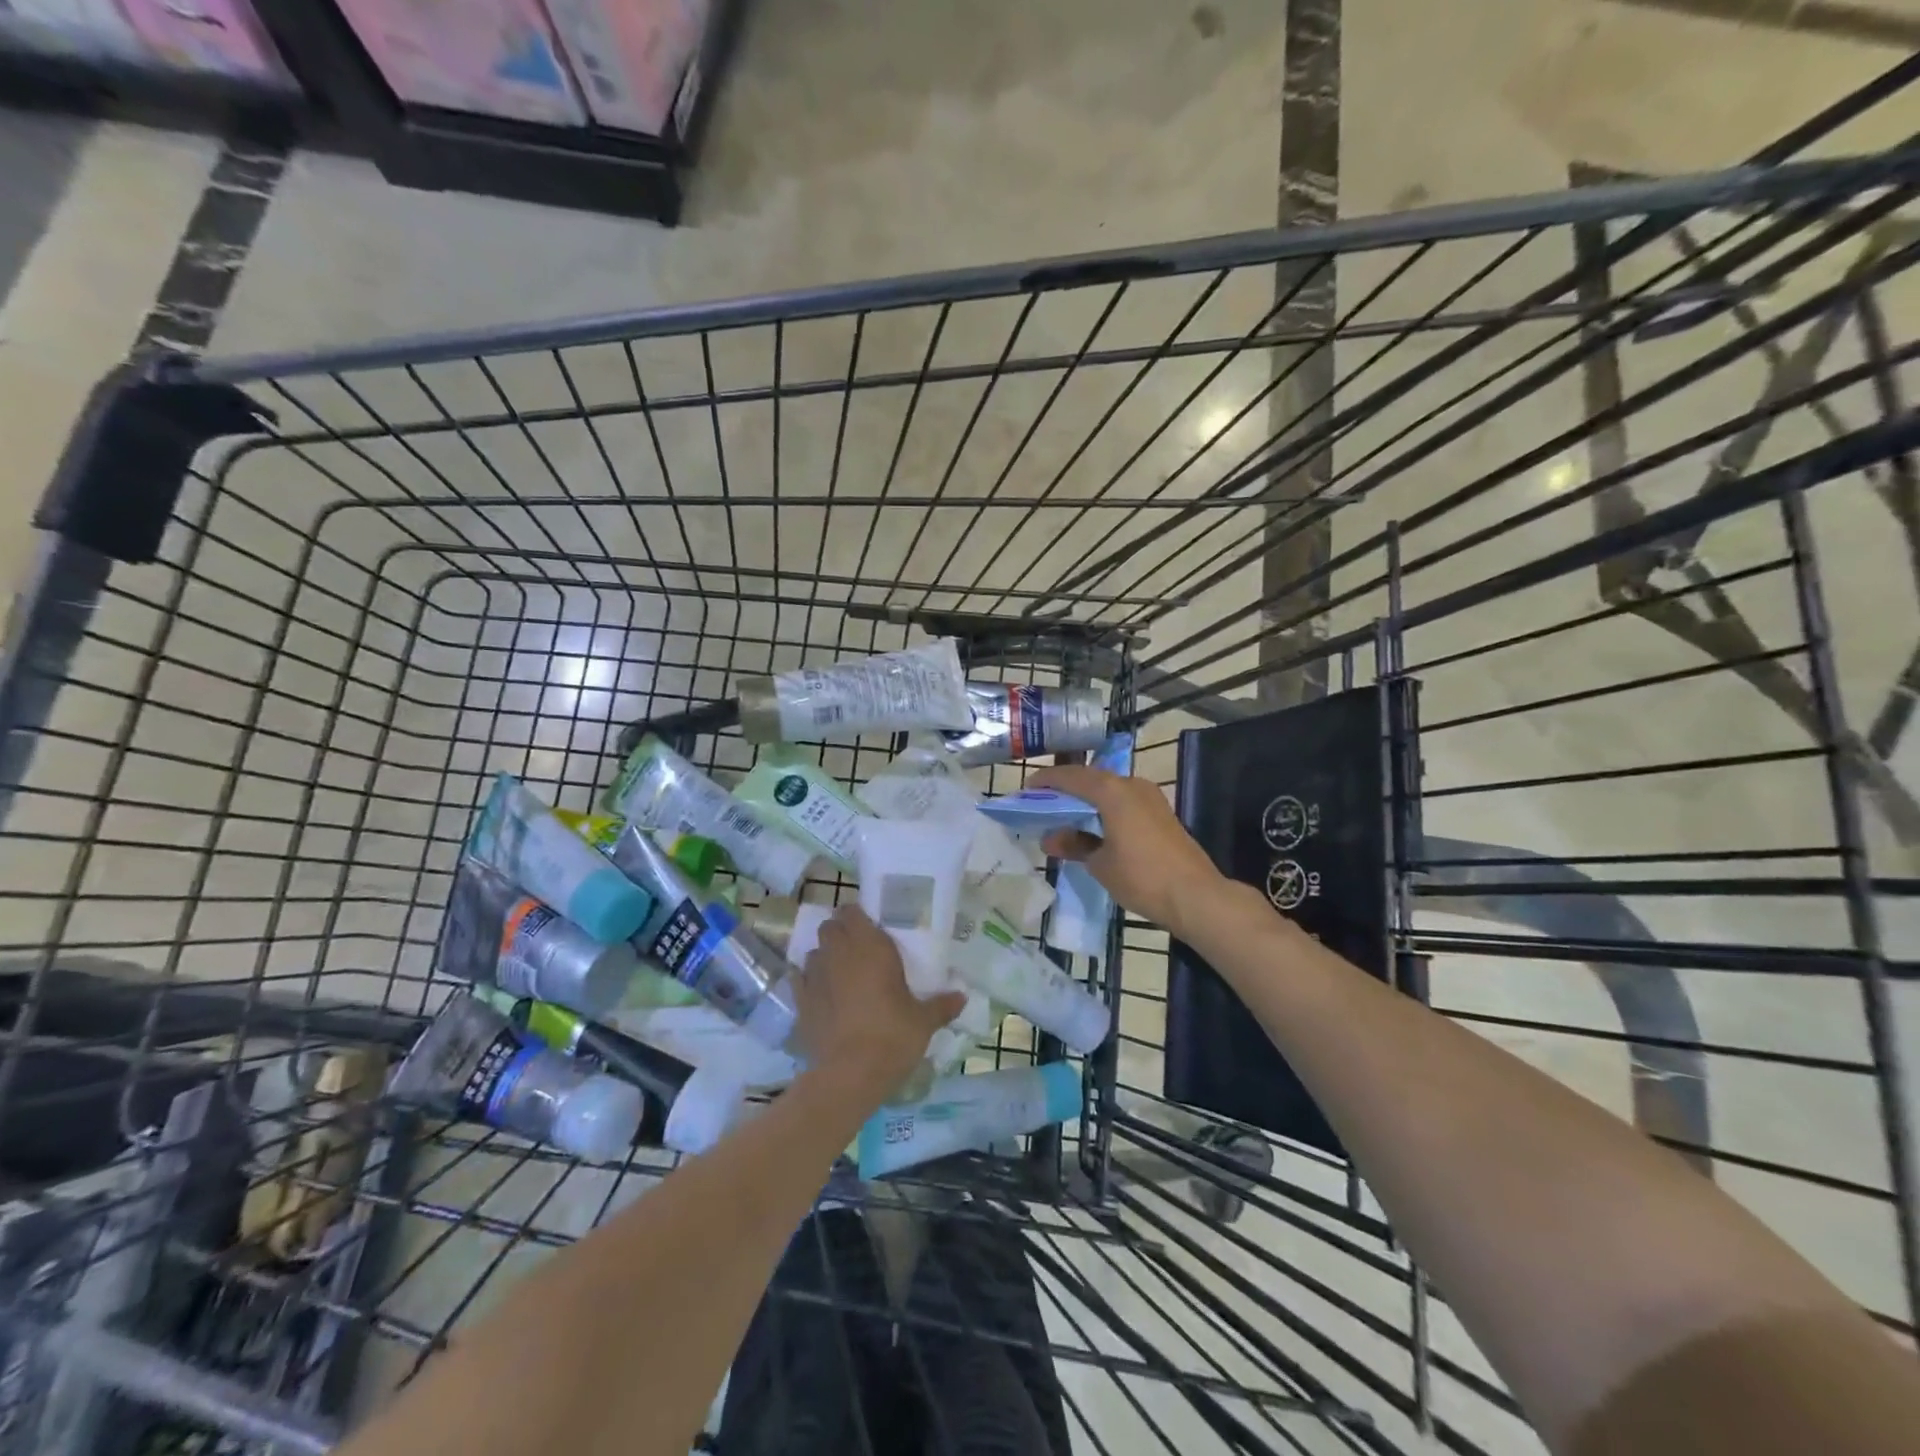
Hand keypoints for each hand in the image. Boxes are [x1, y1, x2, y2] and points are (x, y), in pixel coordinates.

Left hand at [794, 905, 966, 1094]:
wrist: (849, 1075)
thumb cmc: (892, 1037)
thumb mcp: (923, 1022)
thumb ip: (942, 1005)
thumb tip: (962, 997)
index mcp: (869, 946)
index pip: (852, 911)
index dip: (858, 917)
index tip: (870, 928)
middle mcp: (839, 953)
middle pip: (830, 926)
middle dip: (840, 933)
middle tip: (857, 950)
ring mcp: (815, 976)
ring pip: (814, 951)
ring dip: (824, 956)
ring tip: (839, 972)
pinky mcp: (800, 1001)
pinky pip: (799, 978)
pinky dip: (806, 980)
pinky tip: (818, 992)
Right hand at [1028, 764, 1224, 938]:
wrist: (1194, 896)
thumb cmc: (1141, 877)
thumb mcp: (1099, 864)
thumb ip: (1073, 845)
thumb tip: (1050, 838)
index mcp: (1112, 791)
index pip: (1071, 777)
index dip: (1046, 782)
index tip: (1026, 790)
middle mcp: (1131, 785)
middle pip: (1090, 779)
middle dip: (1064, 790)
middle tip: (1041, 803)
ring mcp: (1149, 797)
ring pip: (1108, 790)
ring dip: (1085, 800)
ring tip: (1063, 817)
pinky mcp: (1159, 813)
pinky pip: (1122, 802)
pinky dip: (1103, 809)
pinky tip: (1091, 827)